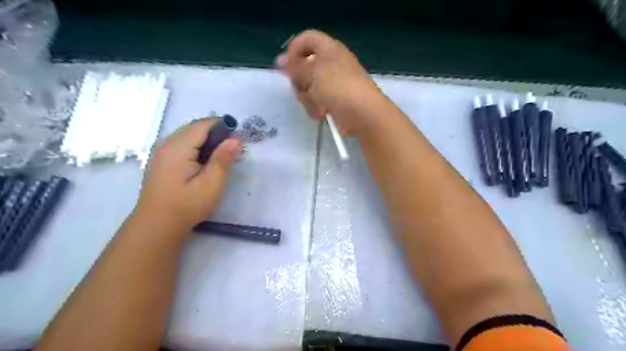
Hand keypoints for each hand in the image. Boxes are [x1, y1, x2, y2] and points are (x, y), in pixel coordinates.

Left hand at [136, 119, 241, 233]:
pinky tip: (204, 164)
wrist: (156, 225)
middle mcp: (166, 143)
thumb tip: (235, 139)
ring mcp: (161, 152)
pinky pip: (182, 145)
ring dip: (207, 141)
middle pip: (195, 128)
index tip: (238, 141)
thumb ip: (223, 159)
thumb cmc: (187, 205)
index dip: (223, 127)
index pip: (203, 125)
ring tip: (220, 158)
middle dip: (216, 134)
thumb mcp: (211, 184)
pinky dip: (197, 148)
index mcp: (178, 147)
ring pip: (188, 136)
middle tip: (232, 152)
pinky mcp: (161, 161)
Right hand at [276, 29, 389, 137]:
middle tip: (304, 88)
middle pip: (304, 67)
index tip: (287, 67)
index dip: (293, 50)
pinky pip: (316, 102)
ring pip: (308, 88)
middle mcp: (330, 64)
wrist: (363, 114)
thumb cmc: (338, 87)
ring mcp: (333, 84)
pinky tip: (322, 113)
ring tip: (318, 105)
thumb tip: (280, 60)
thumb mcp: (312, 73)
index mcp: (328, 49)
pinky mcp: (334, 101)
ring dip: (309, 99)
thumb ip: (294, 66)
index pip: (306, 39)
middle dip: (301, 82)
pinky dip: (316, 108)